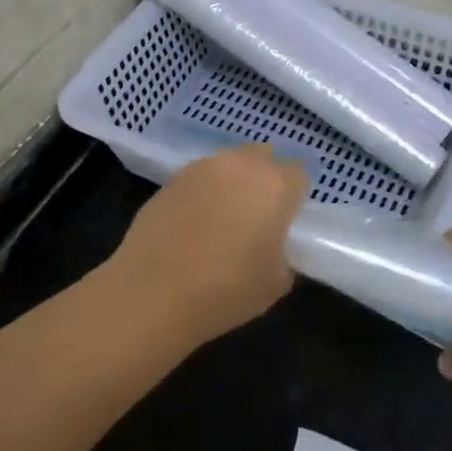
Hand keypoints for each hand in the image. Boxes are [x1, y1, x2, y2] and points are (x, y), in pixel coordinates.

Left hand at [105, 145, 307, 344]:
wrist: (152, 293)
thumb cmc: (225, 291)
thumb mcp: (275, 283)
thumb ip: (284, 255)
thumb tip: (274, 246)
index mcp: (275, 185)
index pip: (299, 175)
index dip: (295, 197)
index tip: (287, 221)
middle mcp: (241, 165)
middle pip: (263, 157)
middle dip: (265, 178)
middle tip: (259, 214)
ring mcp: (202, 168)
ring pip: (229, 163)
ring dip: (233, 182)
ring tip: (223, 218)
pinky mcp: (171, 178)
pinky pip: (200, 177)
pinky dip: (204, 192)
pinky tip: (194, 223)